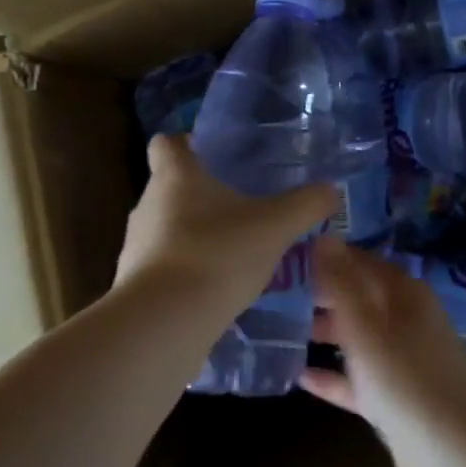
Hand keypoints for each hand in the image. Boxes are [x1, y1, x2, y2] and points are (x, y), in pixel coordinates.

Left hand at [115, 135, 336, 317]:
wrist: (164, 323)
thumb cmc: (218, 254)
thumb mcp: (276, 226)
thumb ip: (306, 205)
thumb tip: (331, 190)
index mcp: (175, 176)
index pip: (166, 143)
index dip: (186, 144)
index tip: (212, 155)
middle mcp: (148, 203)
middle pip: (170, 187)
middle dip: (201, 195)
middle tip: (240, 206)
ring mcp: (135, 245)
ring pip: (167, 228)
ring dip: (194, 235)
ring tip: (233, 251)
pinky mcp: (134, 283)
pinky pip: (163, 265)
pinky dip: (185, 270)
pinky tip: (215, 288)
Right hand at [301, 238, 465, 466]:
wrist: (461, 464)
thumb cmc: (409, 385)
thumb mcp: (368, 330)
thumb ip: (343, 285)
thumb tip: (324, 236)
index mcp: (406, 296)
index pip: (362, 262)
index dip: (329, 256)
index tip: (287, 255)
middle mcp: (408, 322)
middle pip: (360, 298)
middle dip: (323, 294)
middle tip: (274, 292)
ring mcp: (404, 364)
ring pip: (359, 339)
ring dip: (326, 333)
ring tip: (280, 328)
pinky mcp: (399, 402)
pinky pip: (360, 380)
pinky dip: (335, 377)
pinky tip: (300, 378)